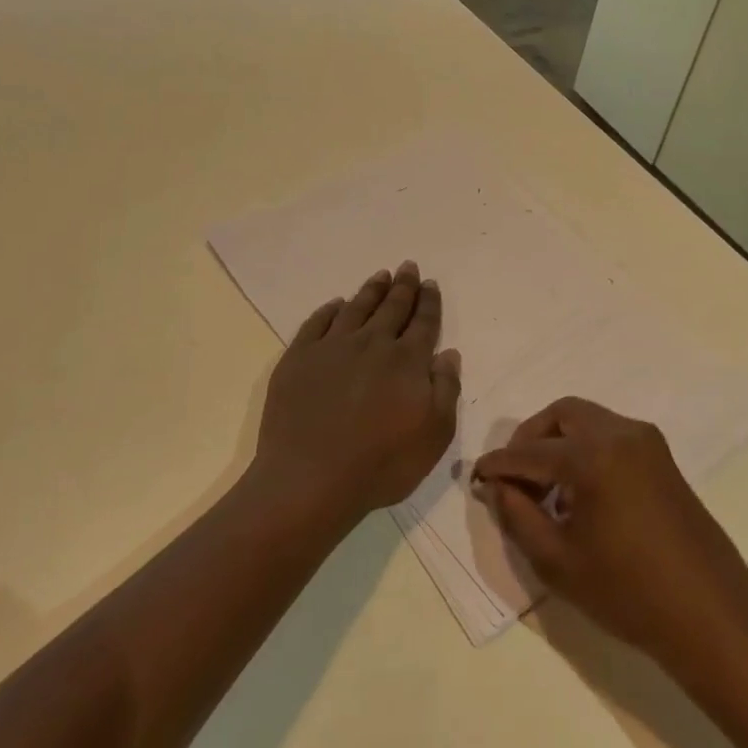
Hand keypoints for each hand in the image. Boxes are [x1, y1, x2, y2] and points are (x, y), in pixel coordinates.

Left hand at [253, 261, 460, 527]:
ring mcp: (332, 348)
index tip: (430, 283)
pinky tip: (336, 305)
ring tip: (380, 275)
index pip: (423, 322)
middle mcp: (372, 344)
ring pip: (356, 308)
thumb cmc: (381, 464)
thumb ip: (446, 389)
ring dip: (371, 290)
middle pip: (392, 307)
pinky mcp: (298, 358)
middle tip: (408, 266)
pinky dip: (329, 310)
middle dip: (403, 286)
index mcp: (407, 361)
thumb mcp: (434, 435)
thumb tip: (448, 353)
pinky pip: (317, 323)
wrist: (309, 480)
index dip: (429, 302)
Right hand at [472, 398, 747, 677]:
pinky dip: (585, 449)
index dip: (499, 464)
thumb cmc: (628, 593)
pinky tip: (579, 493)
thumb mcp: (558, 561)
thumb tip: (496, 487)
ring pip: (588, 420)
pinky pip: (611, 435)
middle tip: (514, 477)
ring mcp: (647, 441)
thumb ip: (518, 516)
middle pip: (562, 414)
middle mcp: (621, 433)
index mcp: (593, 455)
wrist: (711, 615)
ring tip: (545, 491)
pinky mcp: (662, 457)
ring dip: (559, 442)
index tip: (477, 477)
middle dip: (531, 439)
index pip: (530, 451)